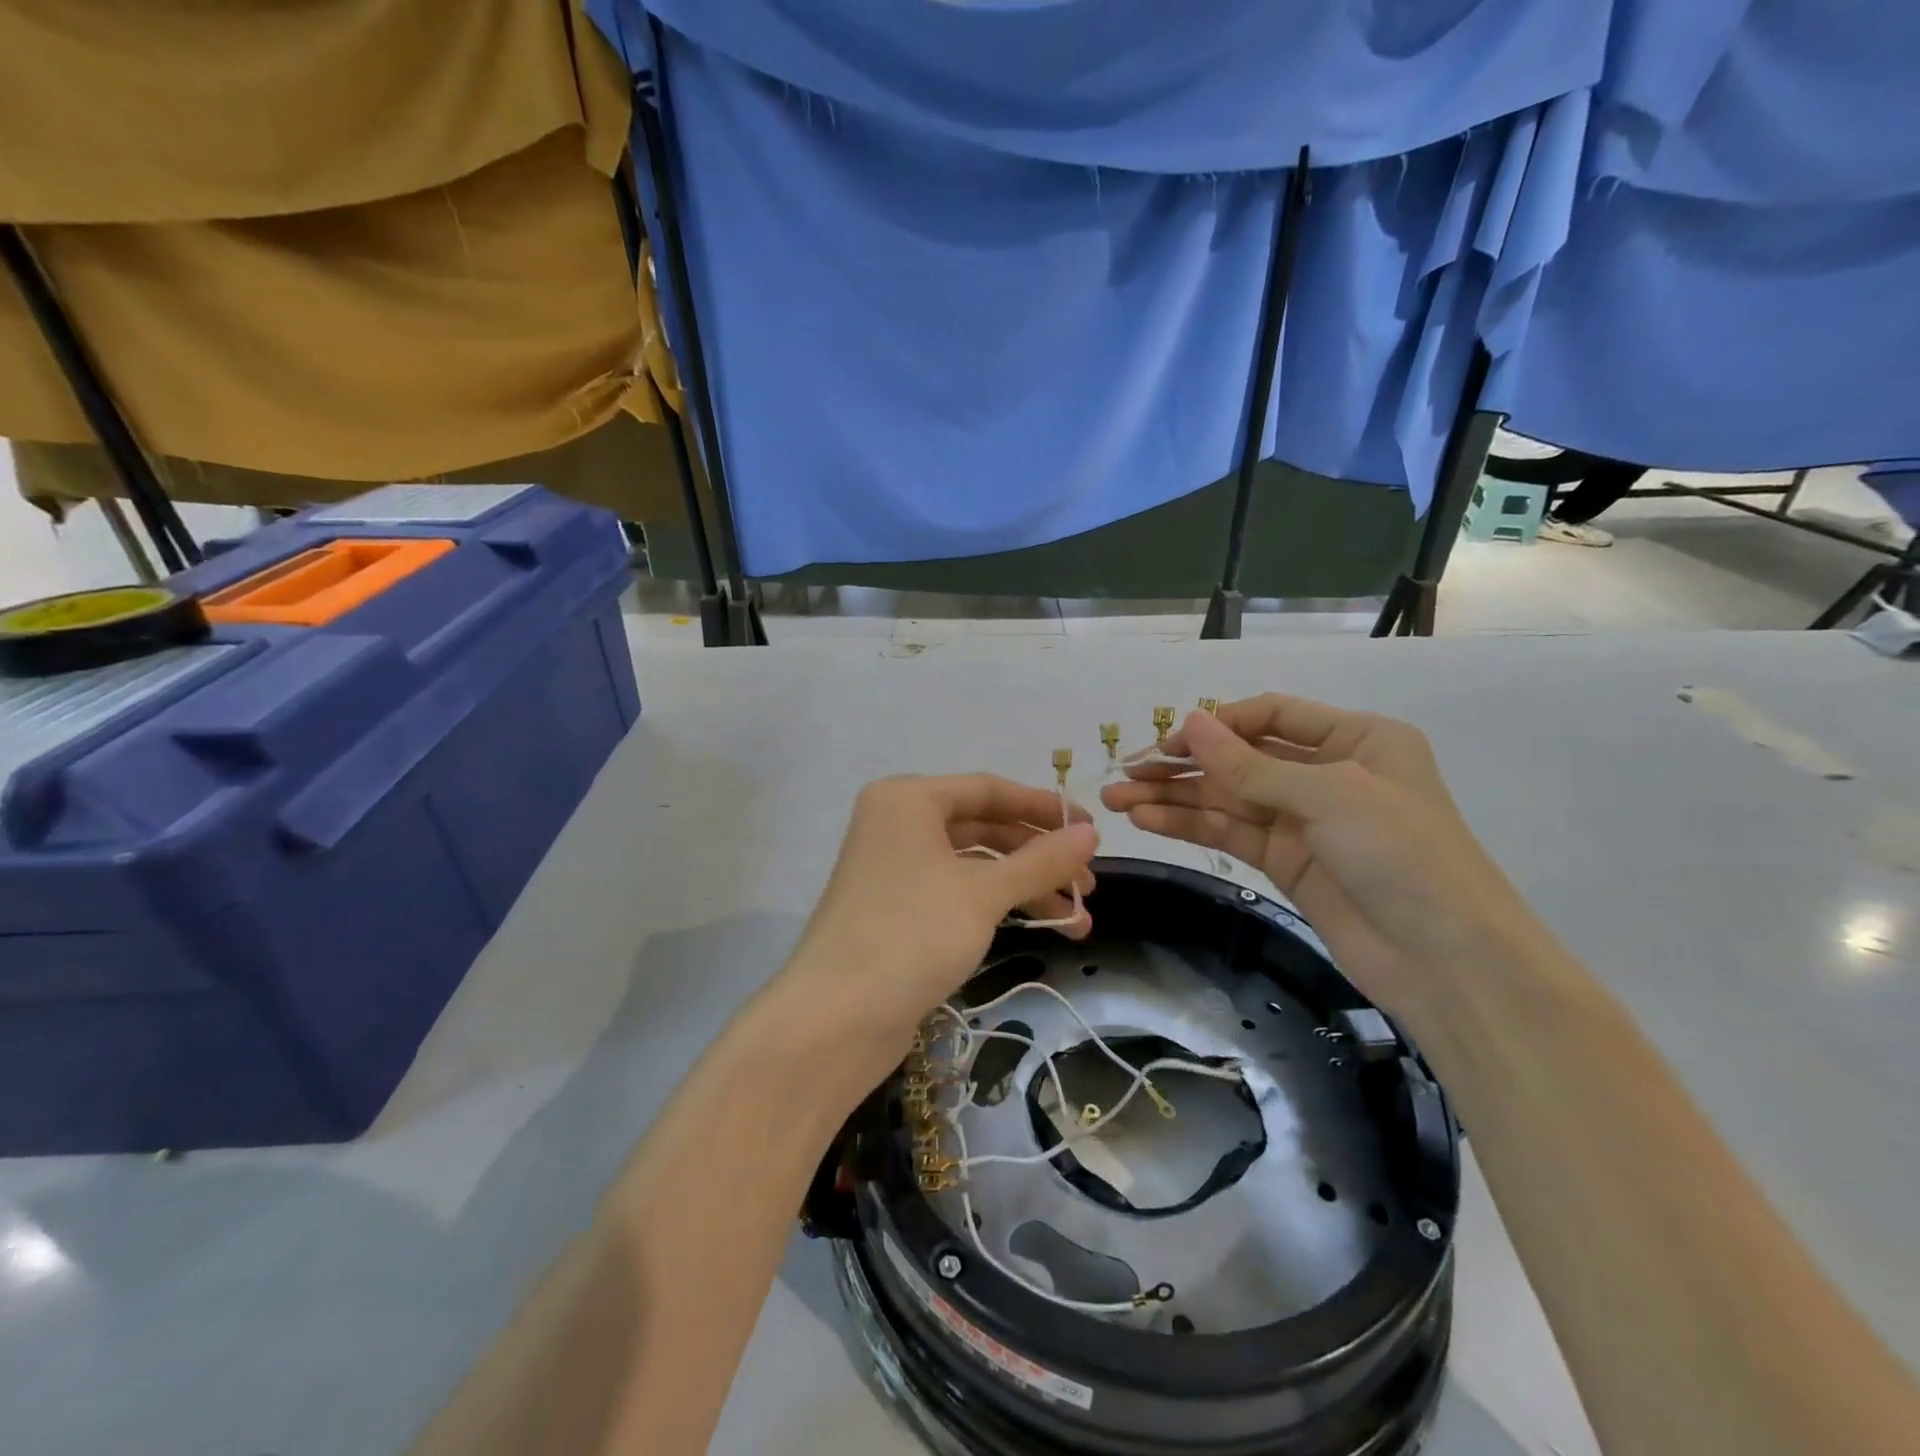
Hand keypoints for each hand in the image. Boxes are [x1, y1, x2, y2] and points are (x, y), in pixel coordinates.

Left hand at [778, 774, 1098, 1082]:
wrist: (836, 1018)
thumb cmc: (912, 934)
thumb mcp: (984, 893)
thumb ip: (1042, 860)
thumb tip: (1091, 832)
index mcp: (908, 799)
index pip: (988, 789)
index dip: (1042, 808)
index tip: (1091, 830)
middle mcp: (897, 824)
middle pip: (983, 827)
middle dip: (1039, 856)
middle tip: (1087, 886)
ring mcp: (894, 868)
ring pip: (974, 865)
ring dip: (1026, 887)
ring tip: (1078, 921)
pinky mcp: (897, 909)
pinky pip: (957, 892)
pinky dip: (997, 905)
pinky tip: (1039, 928)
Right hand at [1101, 696, 1541, 1025]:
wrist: (1447, 962)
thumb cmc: (1402, 855)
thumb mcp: (1329, 796)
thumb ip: (1250, 765)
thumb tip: (1190, 723)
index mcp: (1356, 739)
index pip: (1271, 714)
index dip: (1218, 724)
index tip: (1169, 743)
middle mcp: (1327, 773)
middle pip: (1241, 758)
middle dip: (1184, 764)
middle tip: (1126, 773)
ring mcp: (1304, 821)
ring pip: (1227, 798)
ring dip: (1174, 797)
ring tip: (1118, 799)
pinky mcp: (1286, 862)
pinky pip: (1230, 832)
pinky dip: (1190, 825)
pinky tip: (1147, 820)